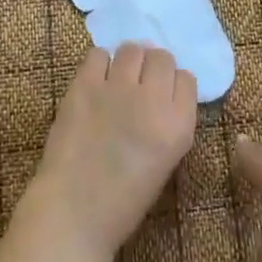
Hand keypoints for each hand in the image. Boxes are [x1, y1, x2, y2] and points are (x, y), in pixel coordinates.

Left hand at [25, 43, 198, 261]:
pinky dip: (99, 64)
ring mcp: (118, 88)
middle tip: (139, 84)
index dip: (173, 84)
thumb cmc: (124, 199)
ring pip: (132, 49)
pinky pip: (98, 54)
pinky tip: (95, 82)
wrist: (74, 212)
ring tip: (117, 79)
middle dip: (153, 67)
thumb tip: (160, 94)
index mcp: (179, 125)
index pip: (187, 79)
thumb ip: (170, 123)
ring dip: (128, 61)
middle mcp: (153, 99)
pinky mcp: (85, 85)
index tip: (162, 95)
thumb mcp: (166, 161)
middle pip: (162, 58)